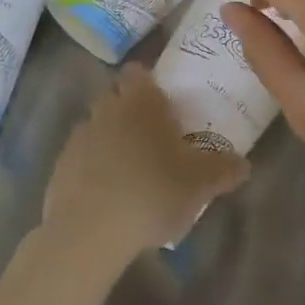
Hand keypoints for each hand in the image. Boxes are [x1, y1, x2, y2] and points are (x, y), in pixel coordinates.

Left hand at [42, 64, 250, 261]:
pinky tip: (107, 190)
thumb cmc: (152, 192)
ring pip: (97, 124)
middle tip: (152, 131)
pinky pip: (80, 156)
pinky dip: (92, 165)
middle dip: (129, 106)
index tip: (163, 98)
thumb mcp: (201, 183)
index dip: (148, 79)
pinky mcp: (59, 168)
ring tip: (130, 164)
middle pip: (115, 95)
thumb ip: (225, 169)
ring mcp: (79, 137)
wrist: (89, 233)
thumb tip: (245, 164)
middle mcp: (107, 109)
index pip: (138, 71)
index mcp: (140, 101)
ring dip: (110, 136)